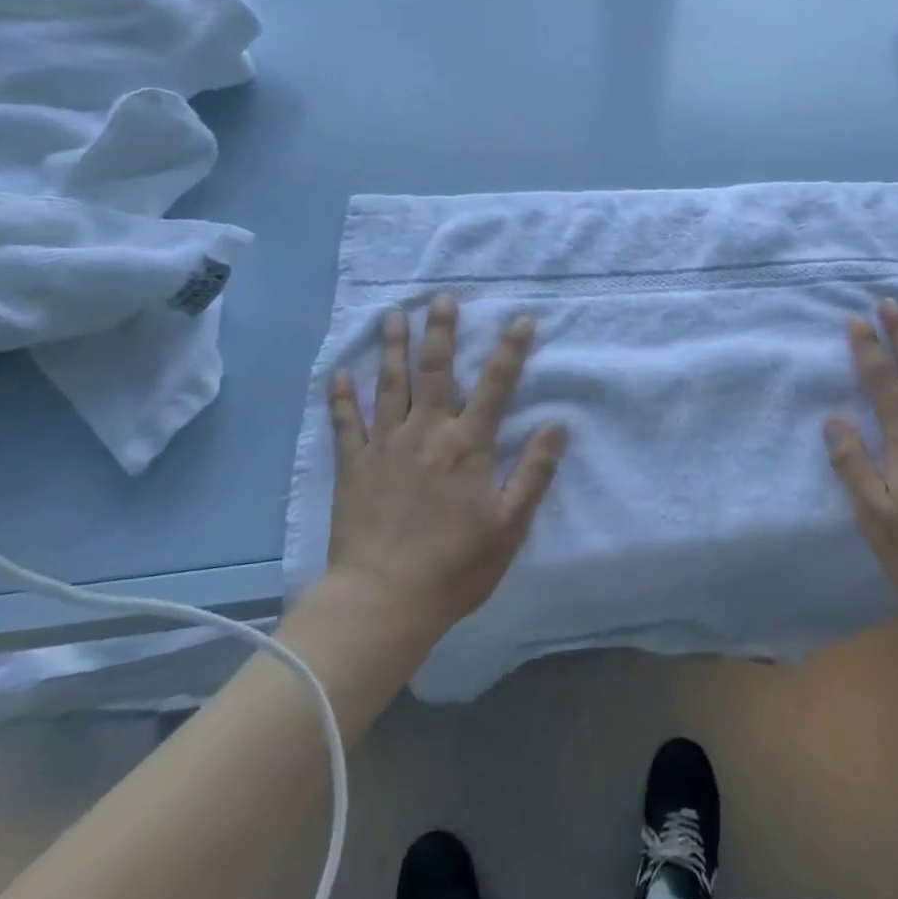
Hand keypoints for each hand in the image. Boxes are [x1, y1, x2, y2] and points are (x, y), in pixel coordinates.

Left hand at [324, 294, 567, 638]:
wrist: (382, 601)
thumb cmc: (455, 566)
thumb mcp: (509, 525)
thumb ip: (534, 472)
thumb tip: (558, 426)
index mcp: (468, 445)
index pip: (496, 385)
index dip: (511, 350)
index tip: (521, 319)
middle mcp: (428, 432)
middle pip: (436, 371)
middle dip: (441, 331)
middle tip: (441, 297)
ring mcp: (386, 446)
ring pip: (390, 385)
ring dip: (393, 347)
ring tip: (393, 315)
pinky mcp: (354, 466)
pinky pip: (346, 423)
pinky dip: (341, 397)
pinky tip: (339, 374)